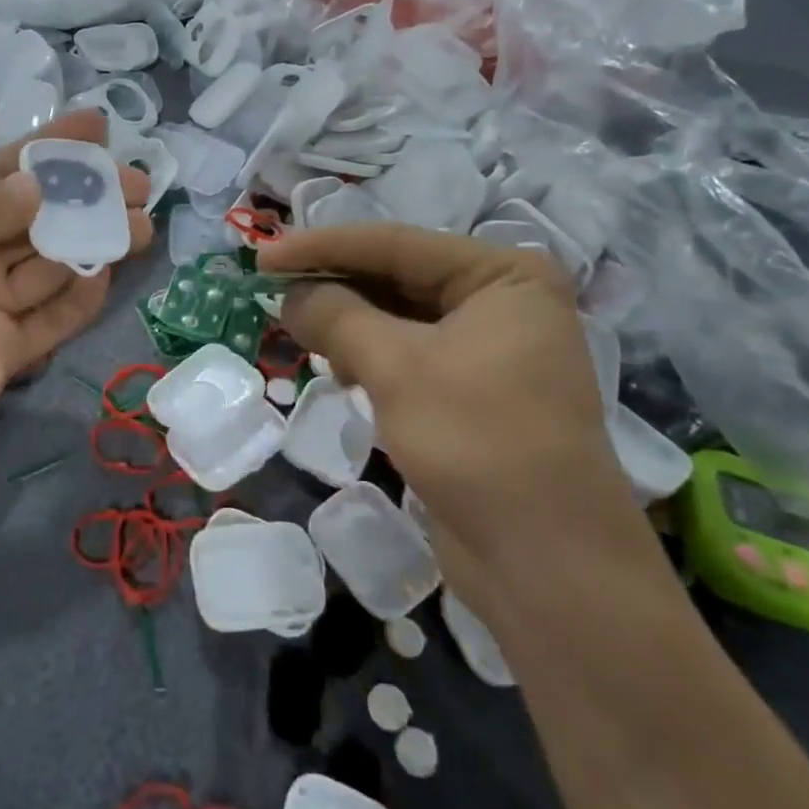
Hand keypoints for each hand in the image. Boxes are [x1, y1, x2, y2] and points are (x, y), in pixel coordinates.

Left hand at [0, 110, 151, 515]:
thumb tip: (40, 185)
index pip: (1, 176)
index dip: (48, 150)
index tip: (97, 127)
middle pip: (38, 220)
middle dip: (87, 198)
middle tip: (139, 183)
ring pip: (53, 266)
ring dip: (95, 241)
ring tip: (142, 222)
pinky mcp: (5, 356)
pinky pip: (52, 320)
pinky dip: (80, 298)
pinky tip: (106, 272)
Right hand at [258, 225, 653, 604]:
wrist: (547, 564)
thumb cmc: (477, 442)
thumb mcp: (397, 368)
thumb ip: (337, 317)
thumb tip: (291, 295)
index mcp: (503, 274)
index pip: (395, 244)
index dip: (322, 247)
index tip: (261, 258)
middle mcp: (502, 301)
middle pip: (397, 277)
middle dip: (334, 286)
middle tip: (271, 293)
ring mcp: (491, 347)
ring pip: (399, 317)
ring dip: (348, 324)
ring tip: (299, 333)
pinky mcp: (473, 391)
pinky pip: (408, 355)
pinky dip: (369, 357)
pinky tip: (340, 372)